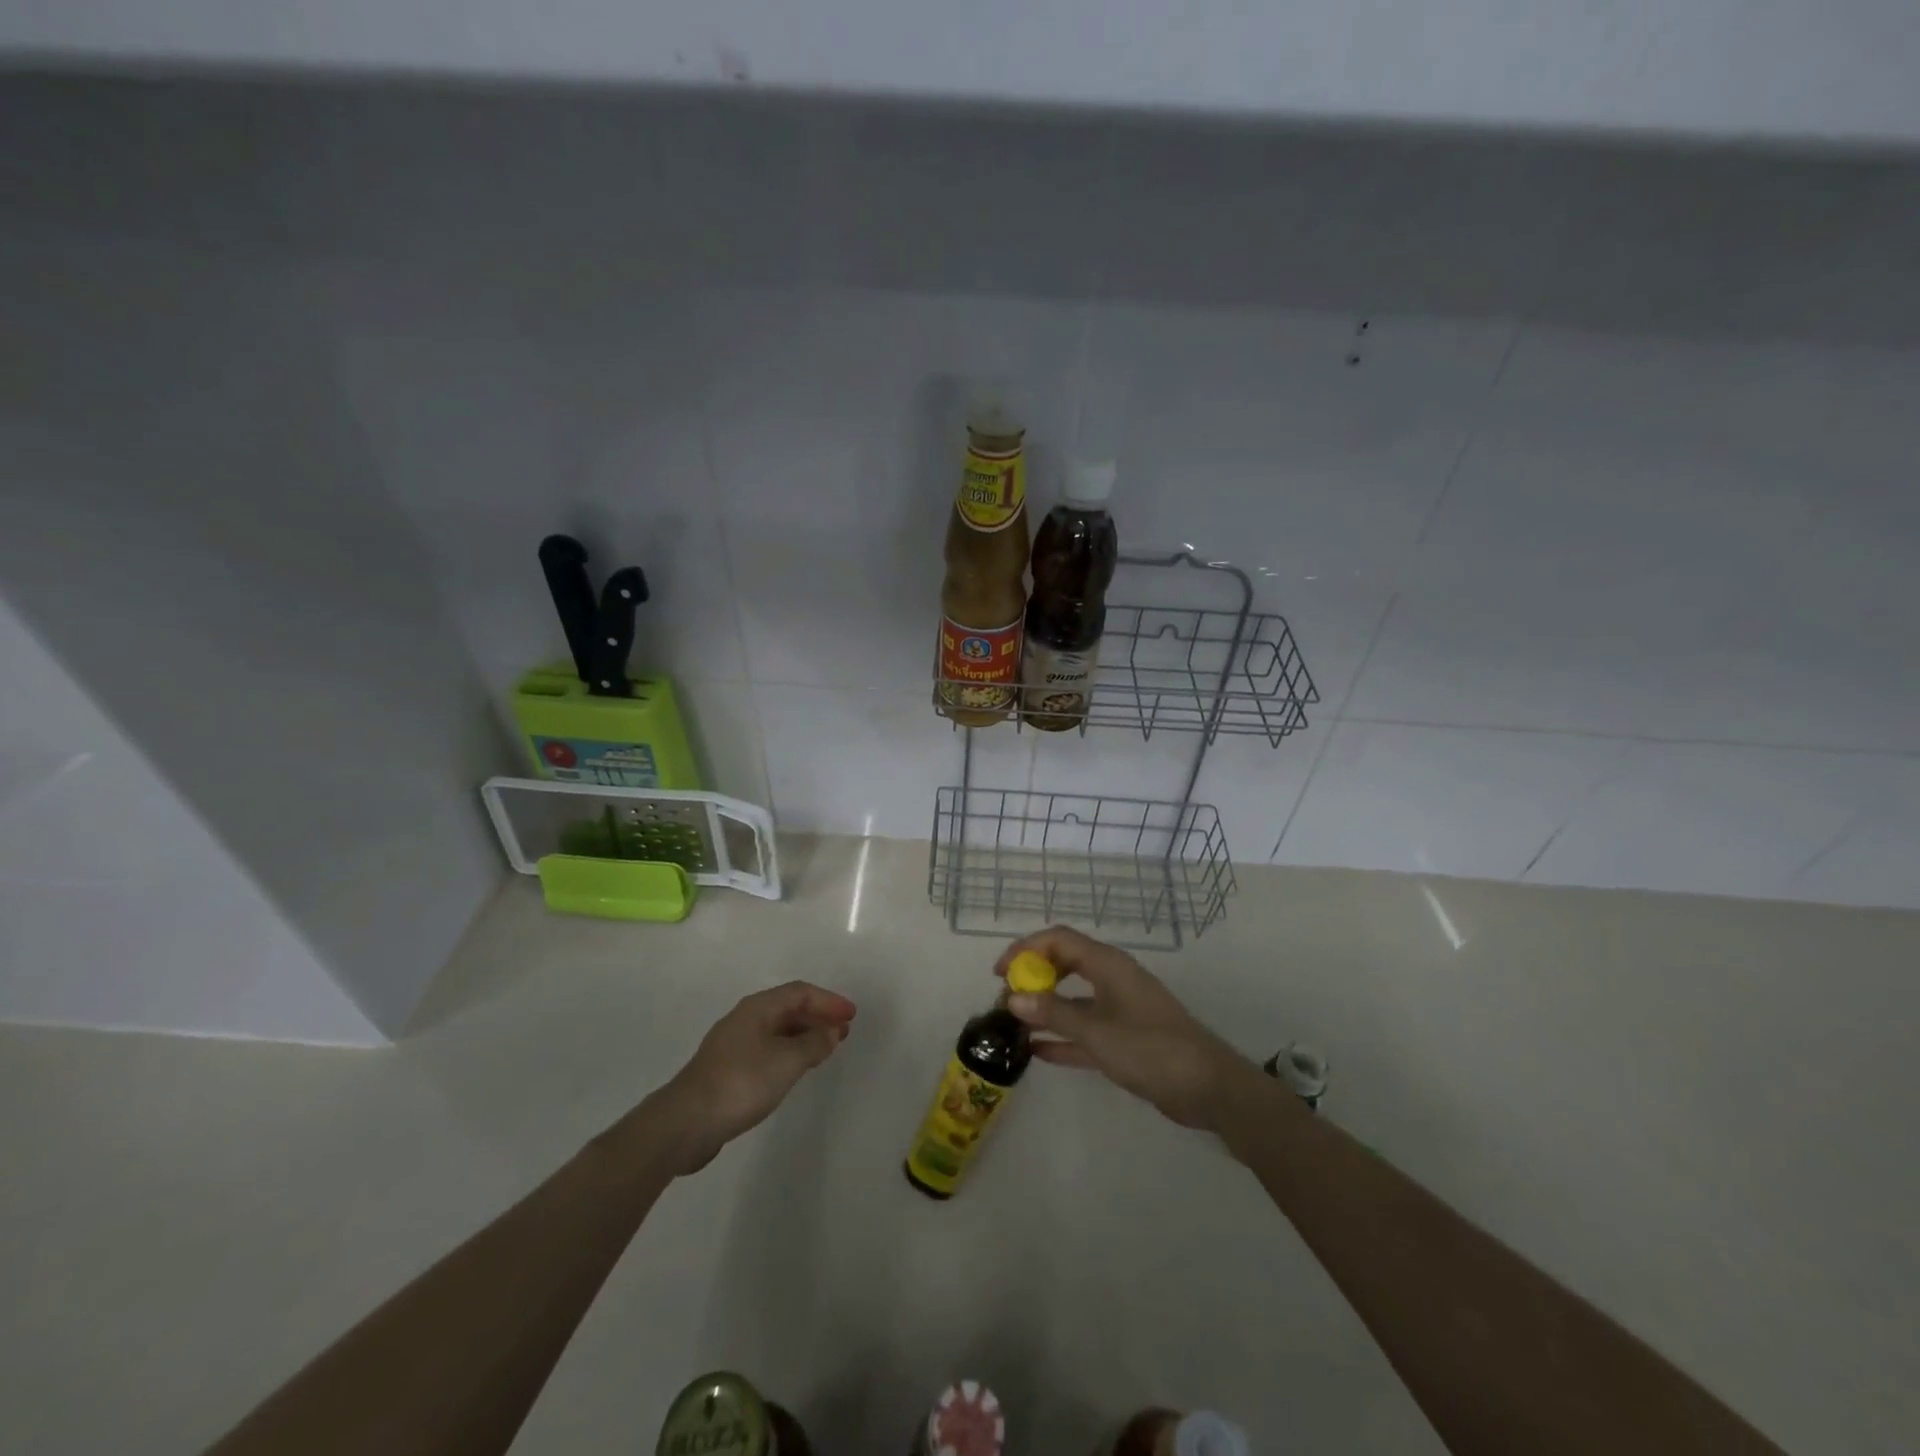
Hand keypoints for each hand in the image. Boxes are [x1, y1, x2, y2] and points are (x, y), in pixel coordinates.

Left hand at [648, 981, 856, 1173]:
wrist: (687, 1122)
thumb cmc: (742, 1082)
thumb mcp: (787, 1061)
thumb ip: (814, 1043)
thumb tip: (832, 1031)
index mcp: (758, 1008)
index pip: (800, 992)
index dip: (828, 1001)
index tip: (851, 1015)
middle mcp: (745, 1019)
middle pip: (788, 1008)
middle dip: (818, 1017)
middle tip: (843, 1031)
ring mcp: (734, 1044)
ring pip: (778, 1030)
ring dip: (804, 1036)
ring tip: (826, 1049)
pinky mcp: (728, 1069)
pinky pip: (768, 1049)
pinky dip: (789, 1052)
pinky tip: (796, 1069)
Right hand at [994, 927, 1255, 1131]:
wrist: (1206, 1087)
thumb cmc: (1151, 1048)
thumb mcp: (1097, 1031)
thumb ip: (1054, 1014)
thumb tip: (1013, 999)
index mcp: (1107, 965)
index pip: (1058, 940)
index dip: (1026, 949)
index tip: (1001, 973)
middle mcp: (1111, 979)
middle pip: (1063, 964)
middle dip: (1033, 977)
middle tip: (1006, 998)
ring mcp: (1118, 1008)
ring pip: (1072, 998)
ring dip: (1044, 1008)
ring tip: (1013, 1024)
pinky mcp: (1124, 1038)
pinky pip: (1084, 1029)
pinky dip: (1062, 1036)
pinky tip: (1037, 1051)